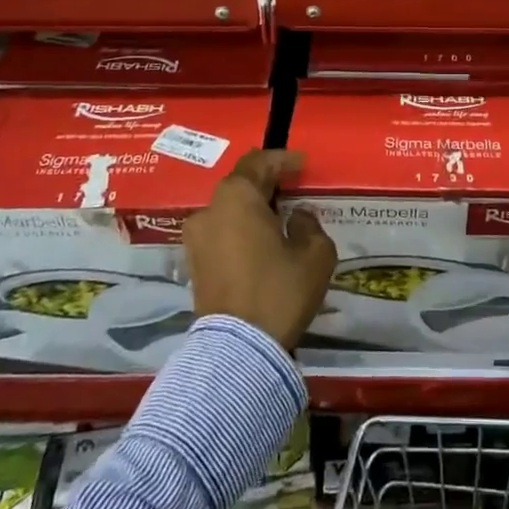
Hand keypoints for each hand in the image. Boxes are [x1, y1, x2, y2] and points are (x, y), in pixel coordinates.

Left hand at [184, 149, 335, 350]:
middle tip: (292, 191)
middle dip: (266, 185)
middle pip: (240, 186)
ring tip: (278, 220)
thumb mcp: (315, 253)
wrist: (239, 349)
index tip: (302, 165)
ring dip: (251, 211)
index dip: (283, 160)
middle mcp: (209, 210)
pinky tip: (261, 244)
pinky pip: (220, 234)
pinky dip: (240, 232)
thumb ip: (309, 224)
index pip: (258, 162)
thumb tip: (296, 216)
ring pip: (228, 212)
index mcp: (237, 197)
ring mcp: (196, 239)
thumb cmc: (279, 290)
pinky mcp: (194, 265)